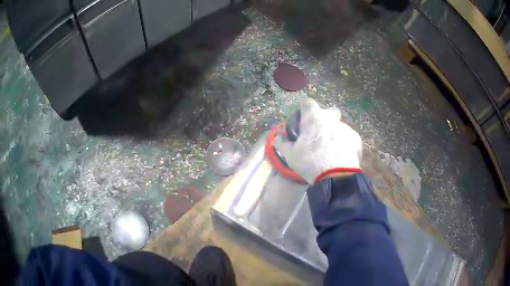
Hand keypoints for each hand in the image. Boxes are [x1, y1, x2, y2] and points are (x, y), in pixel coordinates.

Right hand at [274, 99, 362, 183]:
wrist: (336, 177)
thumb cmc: (310, 162)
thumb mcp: (290, 155)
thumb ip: (282, 143)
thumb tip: (277, 137)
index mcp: (314, 118)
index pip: (308, 103)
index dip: (304, 111)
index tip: (303, 123)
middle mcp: (331, 118)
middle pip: (329, 111)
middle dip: (325, 118)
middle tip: (319, 134)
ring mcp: (346, 128)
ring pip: (339, 126)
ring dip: (335, 134)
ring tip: (331, 151)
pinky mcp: (356, 139)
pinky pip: (349, 138)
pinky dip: (344, 144)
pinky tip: (341, 156)